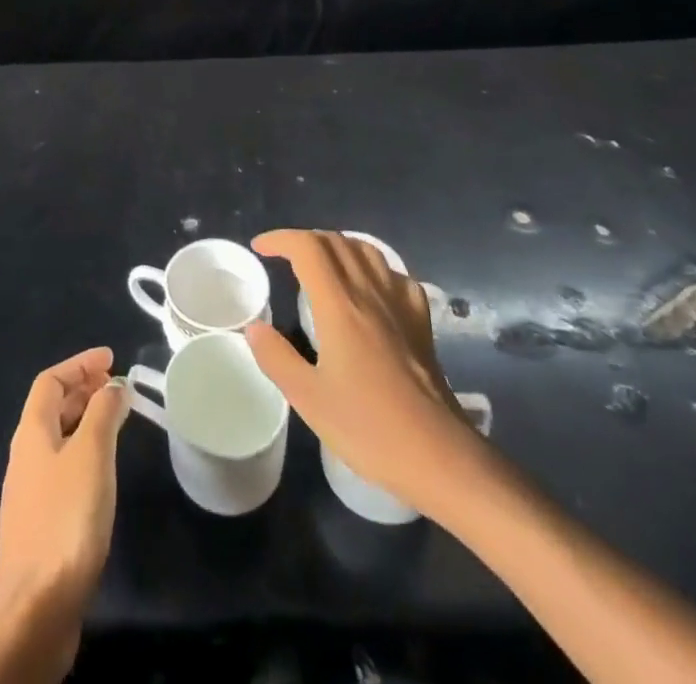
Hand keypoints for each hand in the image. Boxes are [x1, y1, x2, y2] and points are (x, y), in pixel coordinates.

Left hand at [0, 347, 129, 624]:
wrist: (36, 606)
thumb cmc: (66, 517)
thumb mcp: (91, 454)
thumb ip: (103, 413)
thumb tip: (113, 386)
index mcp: (31, 432)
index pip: (50, 381)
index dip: (79, 364)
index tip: (110, 358)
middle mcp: (25, 455)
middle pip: (52, 408)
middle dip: (83, 390)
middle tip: (116, 386)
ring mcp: (30, 491)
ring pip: (58, 439)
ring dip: (85, 421)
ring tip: (116, 420)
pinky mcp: (40, 523)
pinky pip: (63, 468)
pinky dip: (84, 452)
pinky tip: (103, 470)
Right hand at [244, 230, 487, 506]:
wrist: (440, 456)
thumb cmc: (369, 428)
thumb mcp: (309, 399)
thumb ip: (276, 357)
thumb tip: (255, 327)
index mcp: (340, 306)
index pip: (307, 248)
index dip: (280, 239)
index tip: (261, 249)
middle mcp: (370, 293)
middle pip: (336, 242)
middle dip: (305, 240)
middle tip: (284, 258)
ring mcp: (400, 304)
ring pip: (367, 251)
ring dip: (337, 246)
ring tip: (321, 264)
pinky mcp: (421, 321)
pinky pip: (394, 274)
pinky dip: (372, 268)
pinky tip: (368, 288)